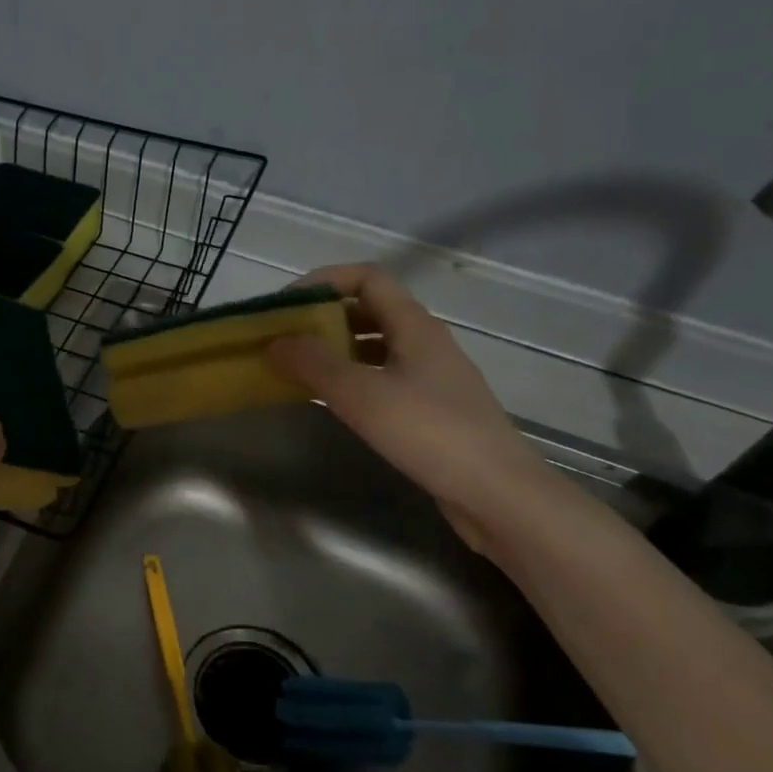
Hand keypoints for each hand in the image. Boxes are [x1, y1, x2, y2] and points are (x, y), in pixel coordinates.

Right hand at [266, 264, 552, 551]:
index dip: (324, 281)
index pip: (367, 278)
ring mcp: (432, 376)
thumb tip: (274, 342)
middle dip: (324, 317)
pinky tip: (333, 402)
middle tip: (286, 338)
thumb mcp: (362, 395)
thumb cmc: (430, 433)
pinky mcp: (432, 407)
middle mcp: (425, 342)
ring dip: (336, 349)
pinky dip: (353, 378)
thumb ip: (314, 364)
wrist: (498, 493)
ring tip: (299, 368)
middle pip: (370, 309)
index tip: (287, 305)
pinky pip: (383, 376)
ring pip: (376, 345)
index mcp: (414, 325)